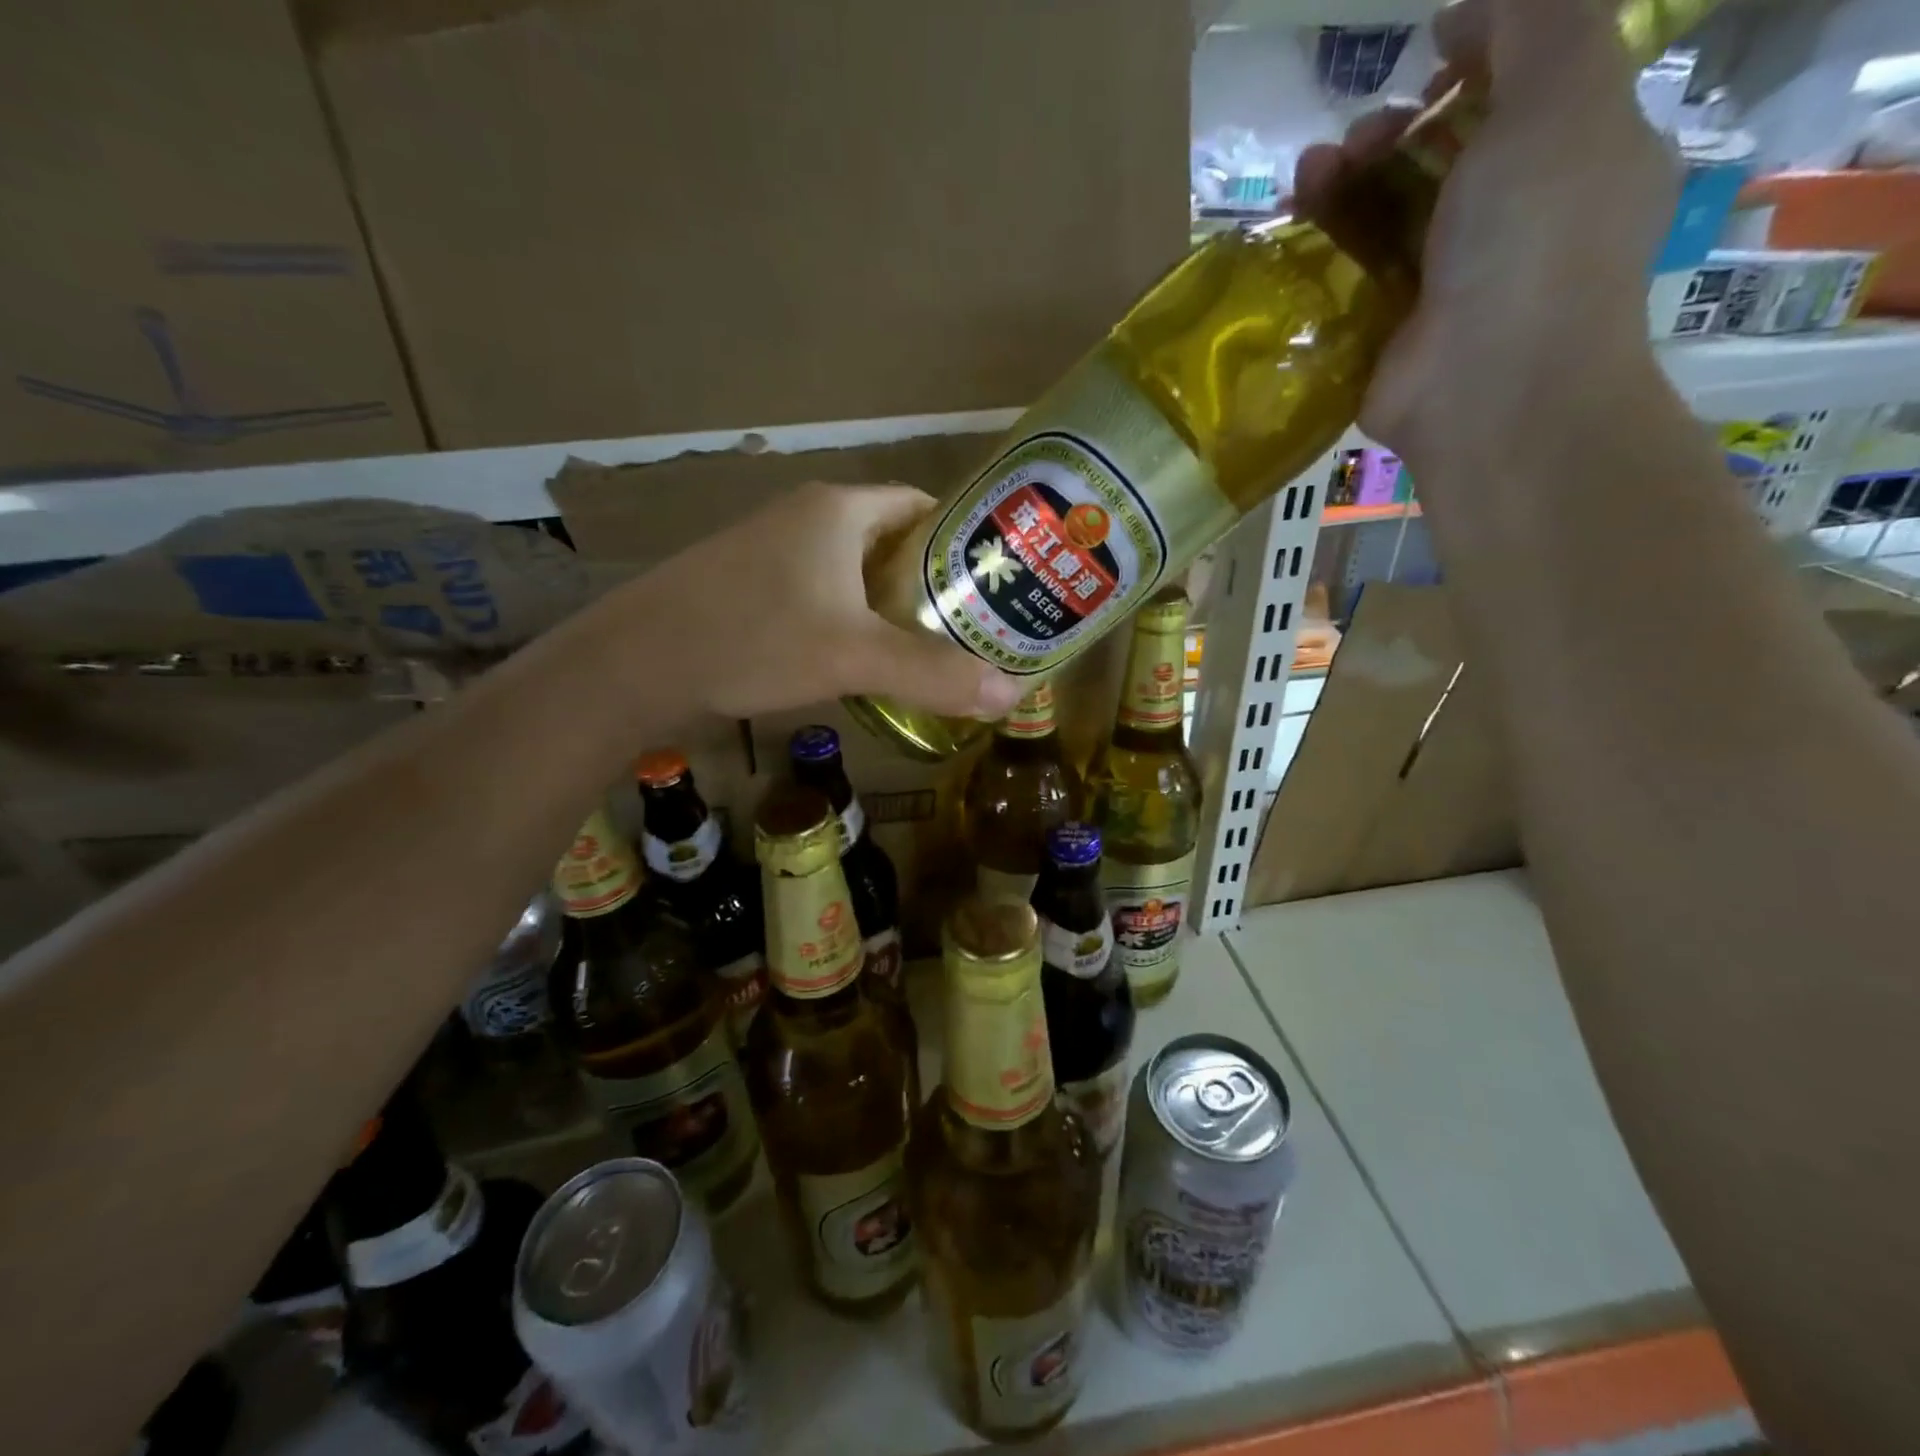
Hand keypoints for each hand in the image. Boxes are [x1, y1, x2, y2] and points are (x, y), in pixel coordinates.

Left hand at [631, 481, 1025, 720]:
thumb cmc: (753, 638)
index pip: (921, 507)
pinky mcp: (749, 584)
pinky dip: (849, 618)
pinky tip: (859, 658)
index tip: (992, 585)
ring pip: (853, 571)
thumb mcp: (853, 655)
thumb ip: (932, 674)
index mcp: (839, 509)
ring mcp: (772, 550)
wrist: (636, 662)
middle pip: (890, 542)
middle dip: (930, 584)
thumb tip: (1010, 694)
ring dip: (888, 606)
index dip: (961, 542)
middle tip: (970, 629)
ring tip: (927, 649)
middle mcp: (807, 517)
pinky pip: (820, 593)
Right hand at [1294, 0, 1675, 458]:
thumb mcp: (1566, 93)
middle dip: (1397, 124)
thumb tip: (1478, 4)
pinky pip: (1353, 270)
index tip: (1429, 47)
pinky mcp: (1387, 329)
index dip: (1477, 52)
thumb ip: (1541, 19)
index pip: (1525, 85)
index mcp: (1576, 155)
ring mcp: (1444, 280)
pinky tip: (1300, 218)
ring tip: (1312, 174)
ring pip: (1389, 209)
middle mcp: (1512, 217)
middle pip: (1444, 150)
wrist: (1488, 391)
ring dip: (1348, 177)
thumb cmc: (1537, 241)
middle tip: (1366, 134)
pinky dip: (1326, 239)